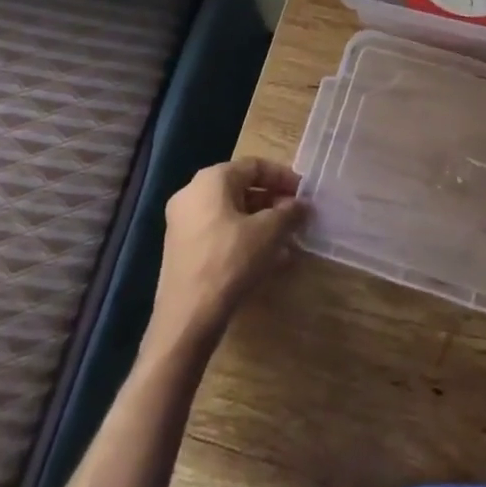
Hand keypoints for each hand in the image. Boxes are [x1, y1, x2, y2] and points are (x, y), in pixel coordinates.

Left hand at [149, 158, 306, 353]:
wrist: (186, 320)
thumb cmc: (230, 261)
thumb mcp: (269, 232)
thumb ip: (289, 212)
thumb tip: (303, 205)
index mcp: (212, 179)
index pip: (254, 166)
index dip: (283, 177)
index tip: (304, 193)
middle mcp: (192, 194)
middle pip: (241, 189)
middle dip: (272, 203)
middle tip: (296, 217)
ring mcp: (183, 224)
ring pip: (231, 214)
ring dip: (260, 224)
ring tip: (286, 241)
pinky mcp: (182, 252)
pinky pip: (219, 234)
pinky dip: (243, 239)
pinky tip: (266, 260)